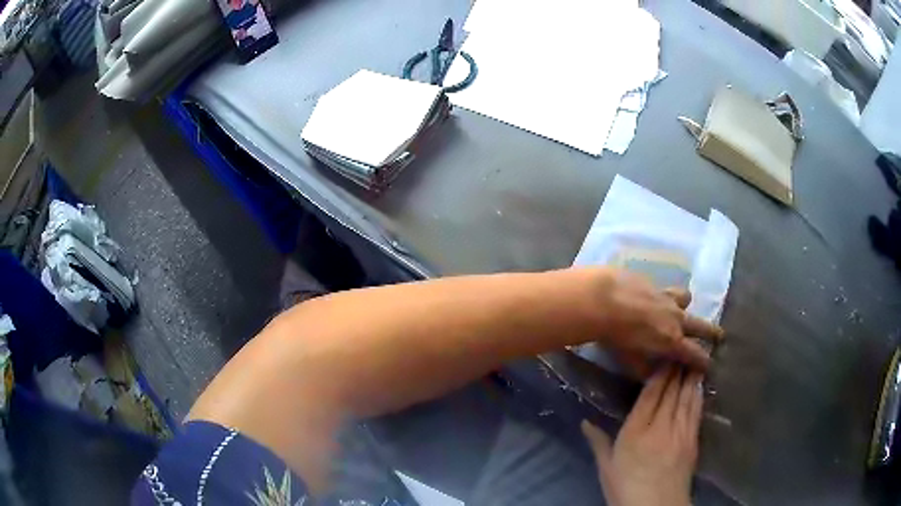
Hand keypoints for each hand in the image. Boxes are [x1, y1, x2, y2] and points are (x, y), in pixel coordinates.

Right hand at [582, 366, 702, 505]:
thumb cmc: (625, 489)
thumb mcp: (607, 468)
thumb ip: (598, 442)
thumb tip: (585, 422)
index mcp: (636, 432)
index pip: (650, 395)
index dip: (659, 373)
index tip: (664, 356)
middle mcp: (660, 426)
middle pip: (671, 391)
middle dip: (676, 369)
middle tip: (681, 350)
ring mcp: (680, 432)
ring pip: (686, 397)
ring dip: (690, 377)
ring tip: (693, 360)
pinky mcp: (692, 440)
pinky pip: (696, 411)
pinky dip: (698, 395)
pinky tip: (699, 386)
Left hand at [594, 269, 722, 370]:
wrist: (604, 299)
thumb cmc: (616, 337)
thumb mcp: (630, 362)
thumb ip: (646, 369)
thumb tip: (655, 374)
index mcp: (672, 341)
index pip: (695, 354)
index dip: (704, 362)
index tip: (711, 366)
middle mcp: (676, 318)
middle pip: (701, 325)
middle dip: (712, 332)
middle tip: (720, 336)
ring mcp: (667, 297)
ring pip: (686, 299)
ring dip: (687, 306)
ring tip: (685, 307)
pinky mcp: (654, 283)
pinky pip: (666, 289)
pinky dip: (665, 295)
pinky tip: (654, 296)